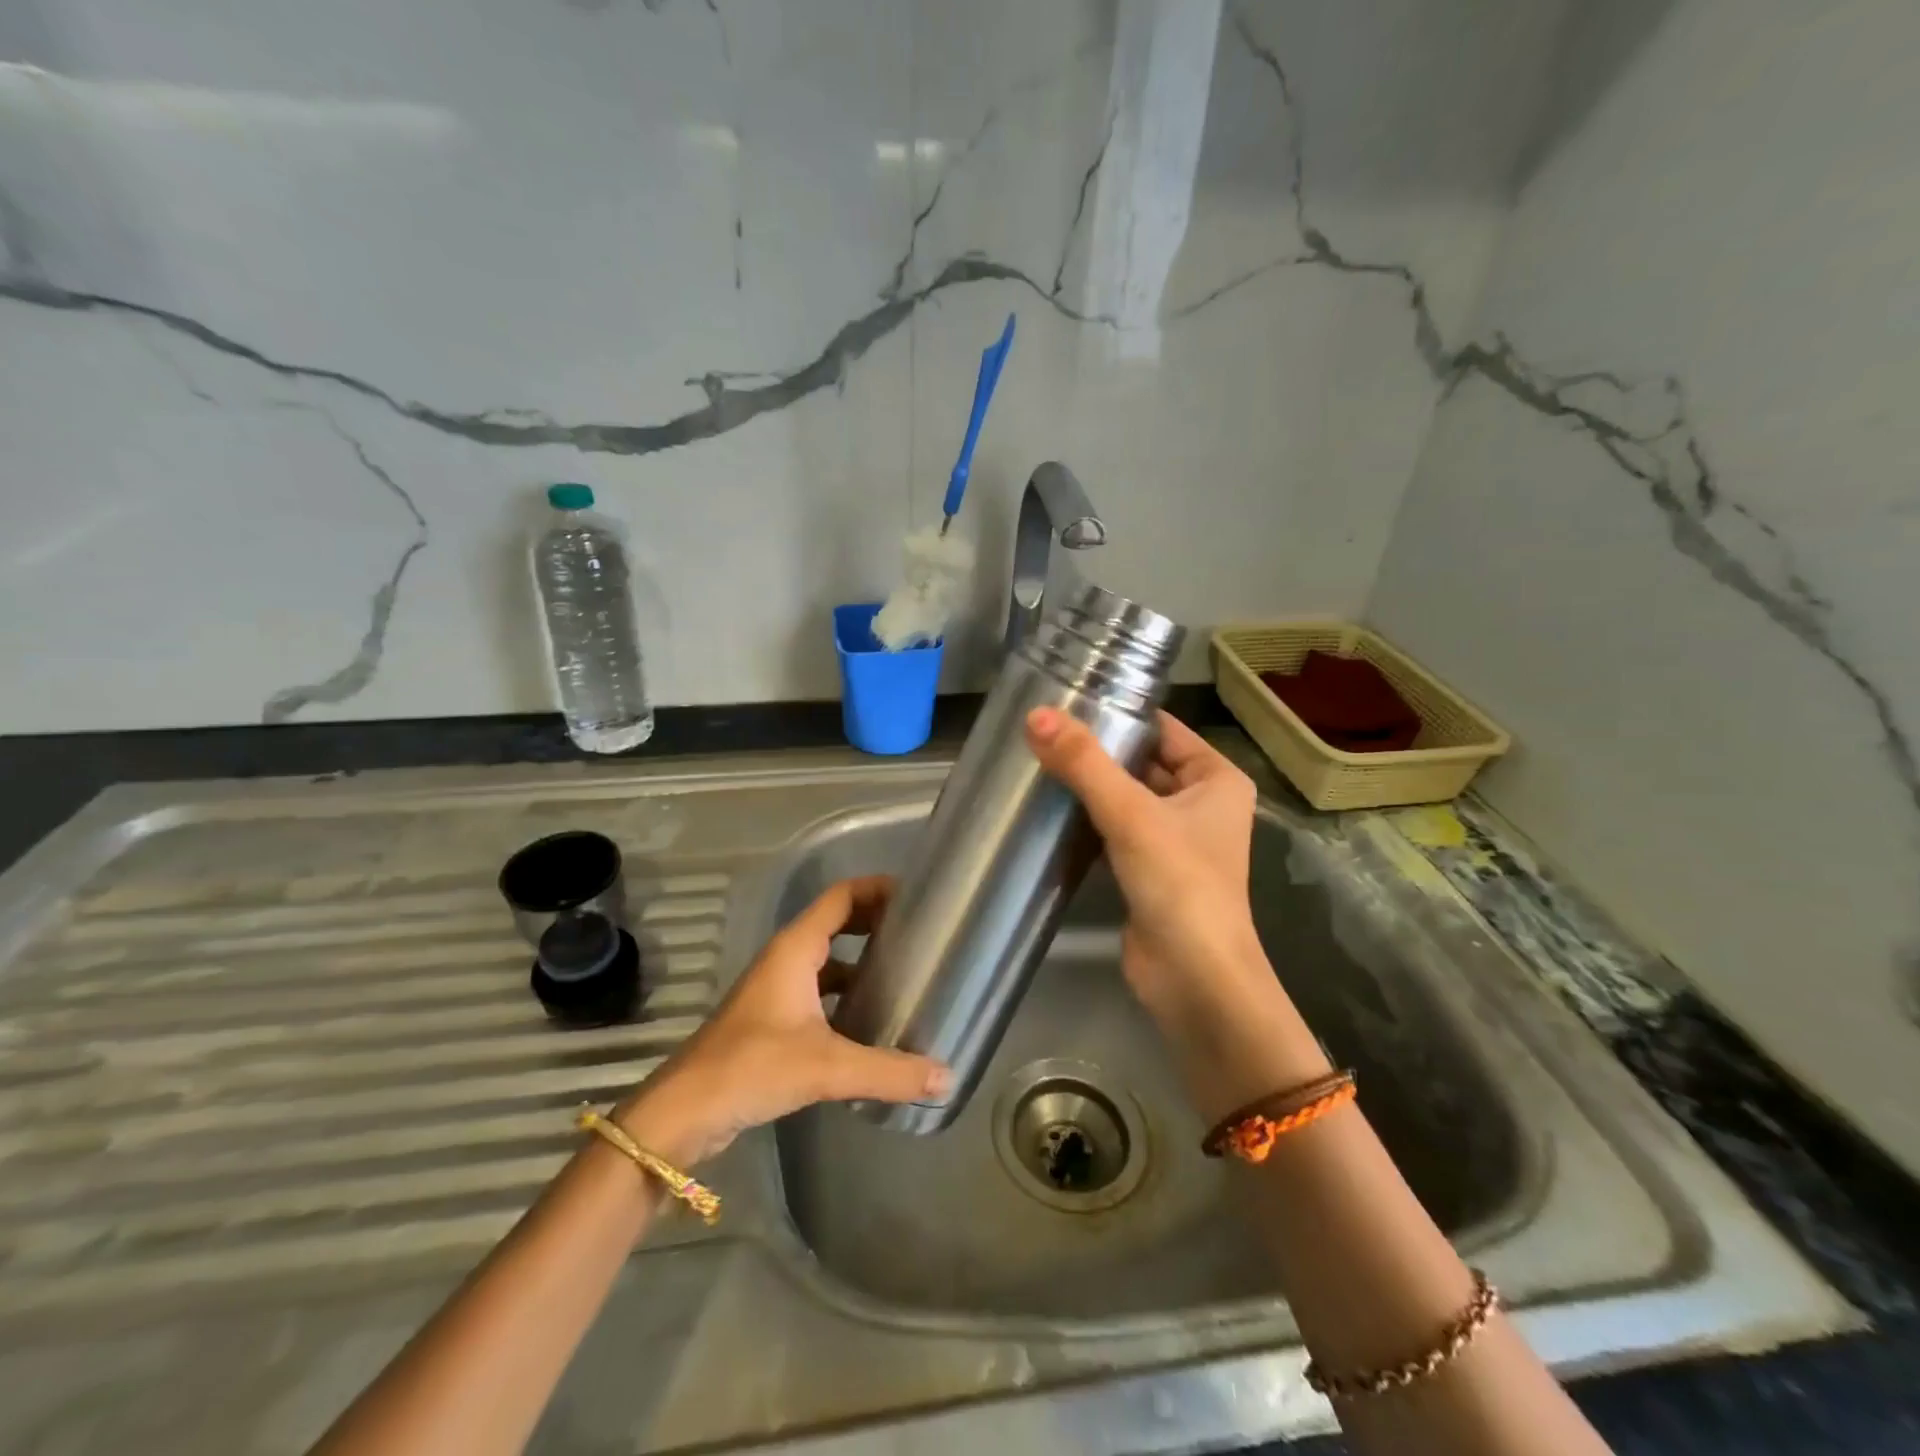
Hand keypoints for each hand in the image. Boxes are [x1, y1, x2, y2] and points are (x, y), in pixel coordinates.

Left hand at [615, 877, 949, 1164]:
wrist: (683, 1113)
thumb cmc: (751, 1068)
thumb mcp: (826, 1067)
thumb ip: (889, 1071)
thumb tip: (947, 1076)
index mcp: (795, 949)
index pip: (841, 896)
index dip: (877, 888)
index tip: (917, 896)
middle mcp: (786, 959)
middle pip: (837, 922)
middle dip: (876, 922)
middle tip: (921, 935)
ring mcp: (777, 990)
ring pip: (828, 960)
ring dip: (862, 960)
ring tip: (906, 975)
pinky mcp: (773, 1021)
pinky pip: (819, 991)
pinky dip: (847, 994)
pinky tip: (872, 1021)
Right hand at [1026, 708, 1326, 1111]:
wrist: (1195, 979)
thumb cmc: (1178, 883)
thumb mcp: (1130, 813)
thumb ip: (1083, 763)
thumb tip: (1036, 716)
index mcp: (1216, 779)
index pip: (1163, 729)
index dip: (1120, 714)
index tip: (1068, 700)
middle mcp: (1201, 804)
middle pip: (1142, 762)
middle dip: (1098, 751)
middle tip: (1042, 732)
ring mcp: (1176, 840)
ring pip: (1127, 798)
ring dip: (1090, 787)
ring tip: (1037, 762)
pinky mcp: (1150, 872)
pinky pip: (1116, 831)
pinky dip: (1089, 821)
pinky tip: (1051, 810)